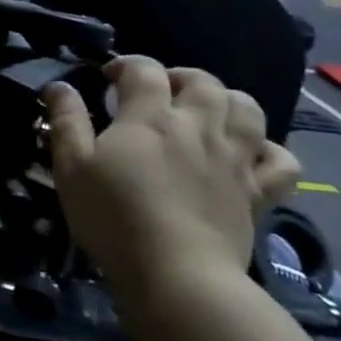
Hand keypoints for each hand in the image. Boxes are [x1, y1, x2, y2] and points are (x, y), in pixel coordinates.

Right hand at [42, 57, 299, 303]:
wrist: (178, 275)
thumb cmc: (114, 217)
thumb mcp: (71, 167)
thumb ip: (66, 121)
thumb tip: (59, 85)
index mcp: (149, 117)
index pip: (143, 70)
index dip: (126, 65)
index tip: (108, 78)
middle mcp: (198, 127)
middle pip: (202, 81)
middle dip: (179, 76)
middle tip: (159, 91)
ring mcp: (234, 159)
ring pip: (247, 109)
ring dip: (227, 100)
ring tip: (206, 112)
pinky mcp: (258, 194)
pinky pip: (281, 161)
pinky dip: (269, 150)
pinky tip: (250, 154)